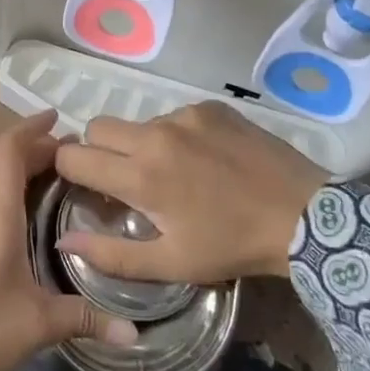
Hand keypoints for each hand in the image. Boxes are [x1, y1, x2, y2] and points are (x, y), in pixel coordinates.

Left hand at [0, 112, 137, 370]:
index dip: (32, 128)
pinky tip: (11, 223)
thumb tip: (136, 335)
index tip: (59, 119)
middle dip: (30, 152)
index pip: (9, 149)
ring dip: (10, 175)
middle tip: (67, 161)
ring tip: (44, 186)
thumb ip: (87, 319)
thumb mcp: (38, 325)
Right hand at [54, 102, 326, 282]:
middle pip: (98, 127)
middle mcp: (155, 135)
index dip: (69, 170)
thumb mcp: (171, 263)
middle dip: (98, 150)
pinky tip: (204, 160)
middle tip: (123, 178)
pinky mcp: (210, 107)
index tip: (85, 186)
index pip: (74, 155)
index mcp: (140, 175)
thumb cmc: (232, 246)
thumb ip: (111, 254)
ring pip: (137, 122)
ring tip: (174, 172)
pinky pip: (173, 116)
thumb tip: (63, 241)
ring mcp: (185, 116)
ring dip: (141, 144)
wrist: (306, 218)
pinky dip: (176, 136)